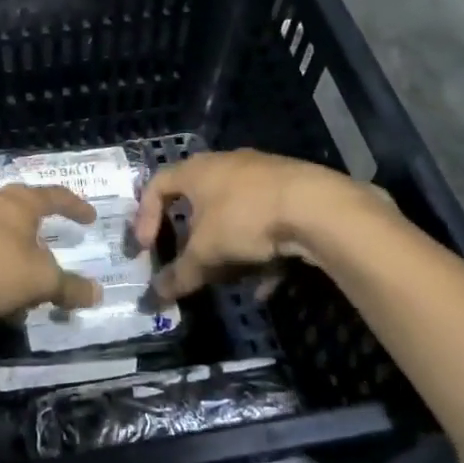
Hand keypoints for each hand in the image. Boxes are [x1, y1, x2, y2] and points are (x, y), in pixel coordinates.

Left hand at [0, 185, 103, 324]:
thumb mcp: (40, 281)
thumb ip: (69, 287)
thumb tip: (97, 293)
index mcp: (19, 202)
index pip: (55, 196)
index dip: (75, 206)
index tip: (90, 217)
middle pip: (21, 209)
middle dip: (38, 228)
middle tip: (52, 242)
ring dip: (12, 249)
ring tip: (22, 271)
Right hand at [133, 150, 362, 299]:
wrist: (318, 207)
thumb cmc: (245, 219)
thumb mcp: (206, 253)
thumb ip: (180, 274)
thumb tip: (154, 297)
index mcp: (196, 170)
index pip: (156, 185)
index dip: (145, 217)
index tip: (146, 248)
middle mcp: (226, 165)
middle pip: (197, 201)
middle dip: (192, 237)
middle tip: (189, 262)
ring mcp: (262, 175)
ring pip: (234, 214)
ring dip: (227, 247)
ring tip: (229, 277)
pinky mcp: (292, 191)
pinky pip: (265, 223)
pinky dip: (261, 253)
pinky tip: (265, 285)